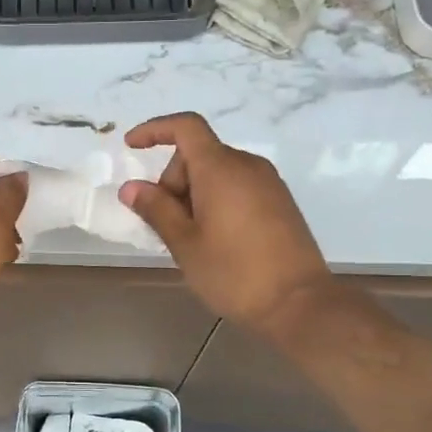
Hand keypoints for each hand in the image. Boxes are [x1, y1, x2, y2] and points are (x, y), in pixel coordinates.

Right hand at [118, 114, 332, 333]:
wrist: (299, 304)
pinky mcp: (280, 202)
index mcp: (221, 168)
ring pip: (218, 172)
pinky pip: (238, 186)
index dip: (155, 129)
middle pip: (199, 154)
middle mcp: (247, 165)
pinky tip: (214, 239)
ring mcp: (268, 183)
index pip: (186, 127)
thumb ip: (156, 209)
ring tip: (190, 238)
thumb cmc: (233, 273)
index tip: (131, 146)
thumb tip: (131, 187)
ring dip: (194, 193)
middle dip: (173, 180)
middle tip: (167, 225)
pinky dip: (216, 200)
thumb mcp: (184, 243)